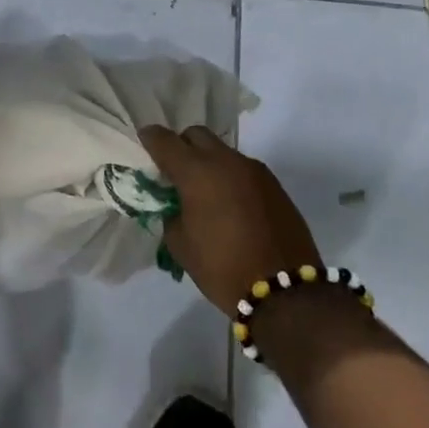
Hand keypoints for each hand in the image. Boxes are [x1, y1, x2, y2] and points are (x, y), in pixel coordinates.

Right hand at [140, 125, 322, 315]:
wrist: (284, 292)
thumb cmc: (222, 268)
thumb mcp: (181, 245)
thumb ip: (170, 214)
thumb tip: (174, 203)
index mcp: (196, 172)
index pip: (164, 140)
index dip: (150, 139)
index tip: (144, 144)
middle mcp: (225, 161)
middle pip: (196, 135)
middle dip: (182, 146)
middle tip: (175, 172)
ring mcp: (253, 169)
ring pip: (222, 151)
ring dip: (209, 163)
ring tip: (205, 193)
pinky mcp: (273, 184)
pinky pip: (243, 169)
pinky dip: (230, 178)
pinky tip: (231, 205)